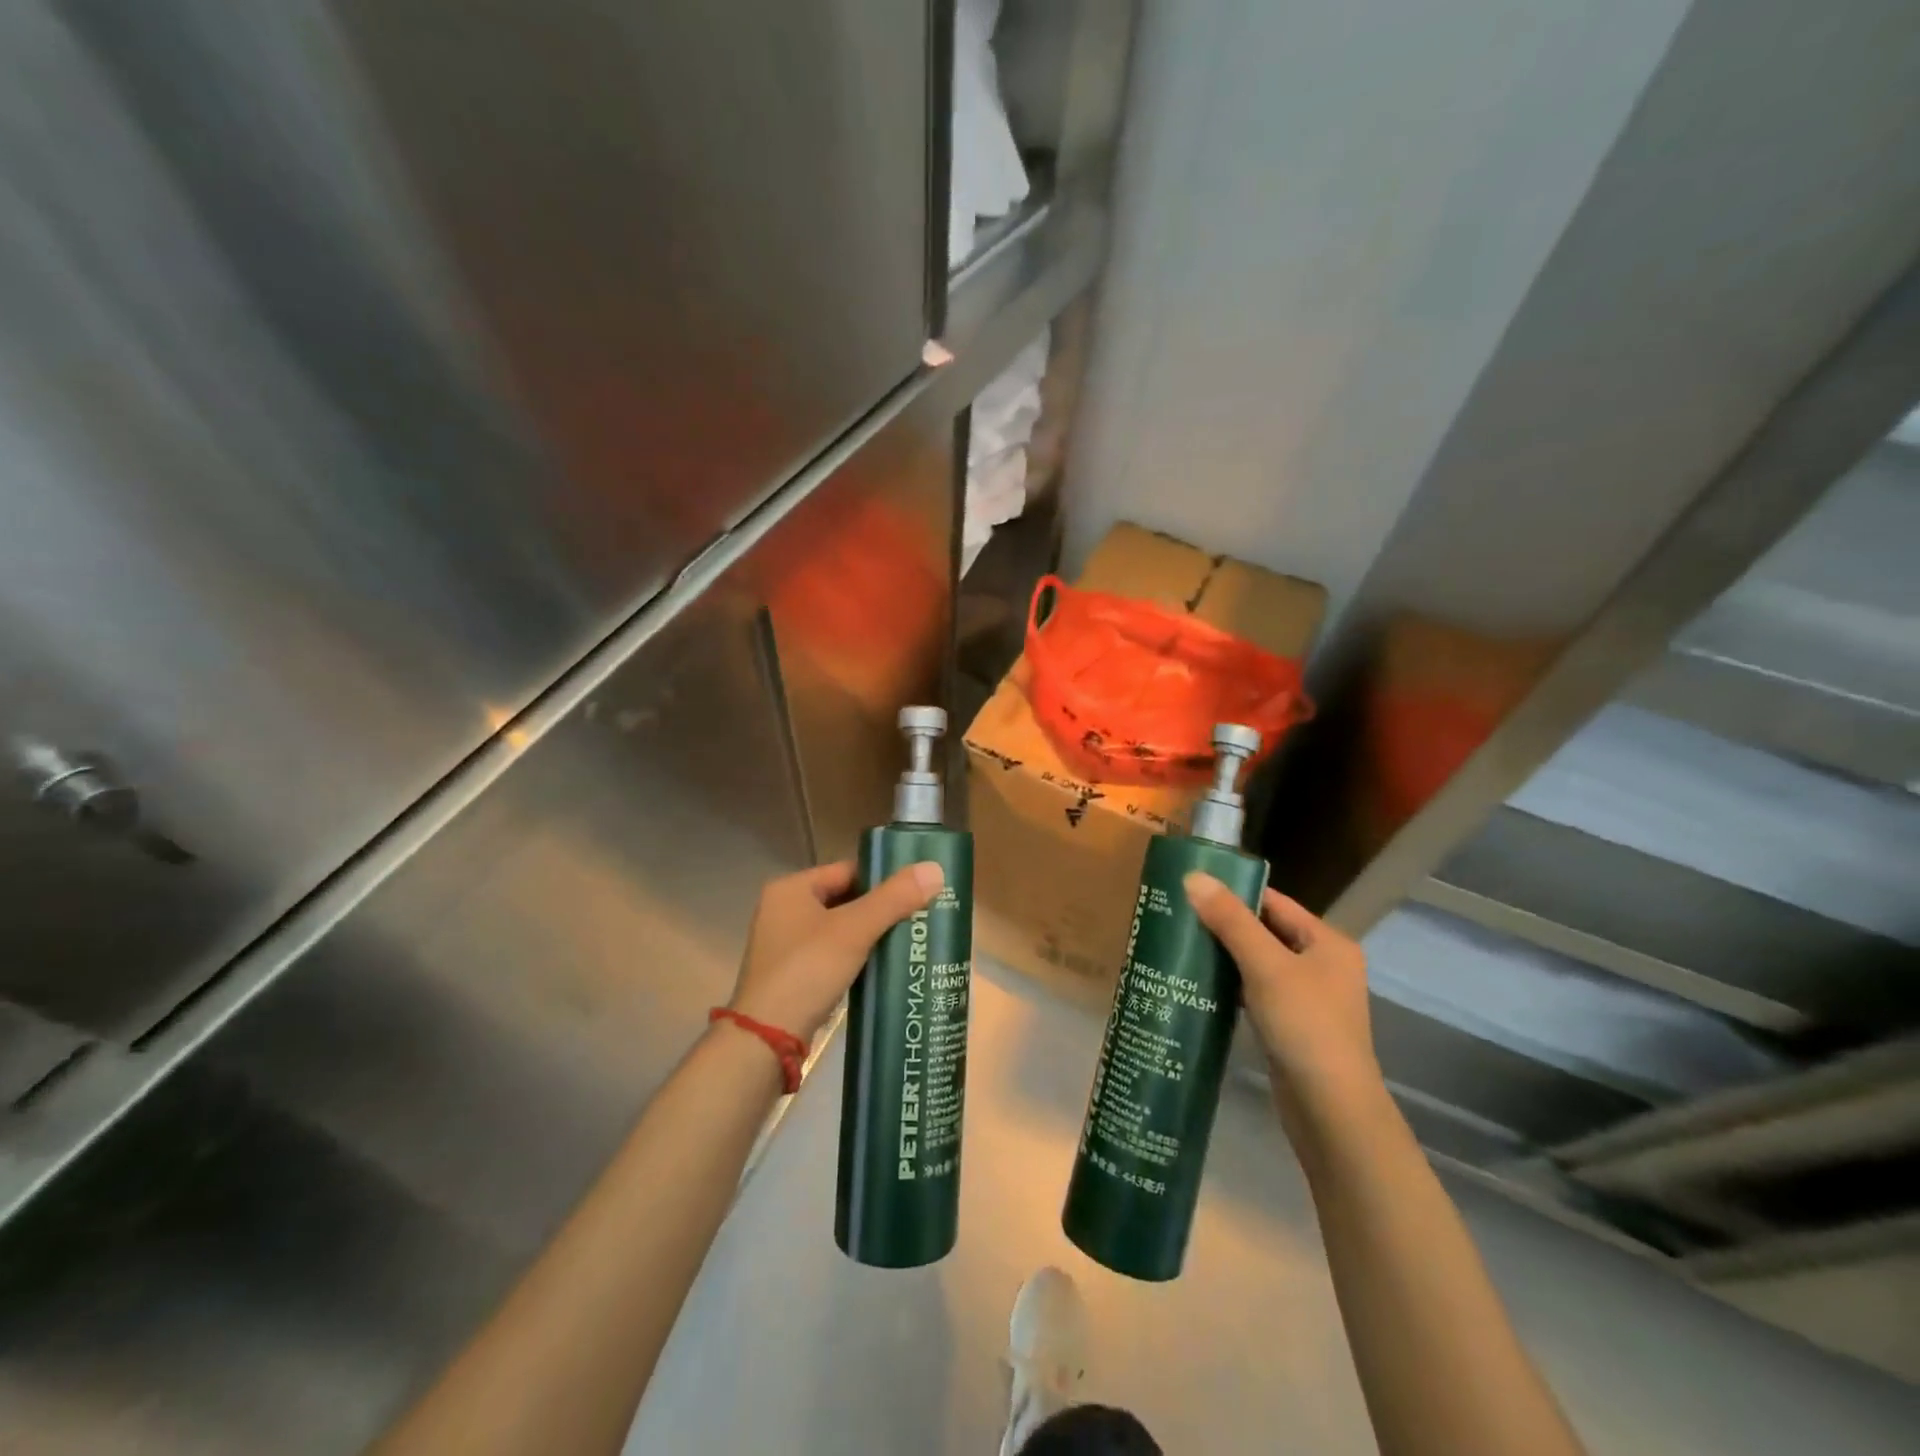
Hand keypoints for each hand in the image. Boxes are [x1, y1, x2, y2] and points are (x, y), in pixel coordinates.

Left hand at [728, 859, 944, 1042]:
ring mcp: (785, 946)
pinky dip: (856, 958)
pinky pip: (831, 956)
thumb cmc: (806, 971)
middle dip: (880, 909)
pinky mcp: (791, 977)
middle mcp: (783, 911)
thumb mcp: (854, 930)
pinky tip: (883, 967)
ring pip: (839, 930)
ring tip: (910, 939)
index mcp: (790, 889)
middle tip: (920, 915)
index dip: (882, 878)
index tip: (917, 889)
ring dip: (870, 935)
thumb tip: (935, 868)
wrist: (765, 1041)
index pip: (847, 870)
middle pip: (844, 900)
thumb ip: (894, 899)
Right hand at [1184, 873, 1381, 1120]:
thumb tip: (1193, 877)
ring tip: (1181, 946)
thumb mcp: (1265, 966)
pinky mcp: (1292, 1025)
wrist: (1330, 1110)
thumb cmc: (1305, 1026)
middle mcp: (1322, 964)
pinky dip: (1231, 985)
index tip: (1190, 888)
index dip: (1233, 893)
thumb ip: (1230, 920)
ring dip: (1224, 956)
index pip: (1273, 902)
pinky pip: (1256, 992)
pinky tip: (1200, 984)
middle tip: (1177, 916)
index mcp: (1327, 942)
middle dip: (1223, 925)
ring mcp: (1308, 997)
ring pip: (1258, 963)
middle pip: (1265, 931)